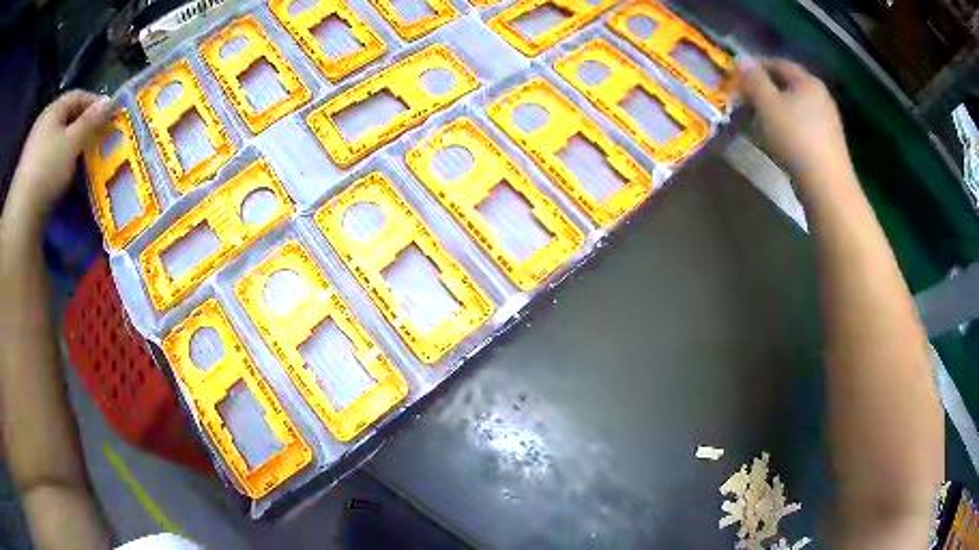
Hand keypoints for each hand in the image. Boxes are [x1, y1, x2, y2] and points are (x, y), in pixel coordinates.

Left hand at [7, 90, 111, 221]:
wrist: (21, 214)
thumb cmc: (47, 170)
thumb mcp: (73, 143)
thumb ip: (90, 121)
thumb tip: (108, 101)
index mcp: (53, 110)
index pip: (78, 95)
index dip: (94, 102)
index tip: (108, 115)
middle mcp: (42, 123)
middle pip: (66, 117)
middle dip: (81, 126)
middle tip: (95, 139)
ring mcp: (33, 148)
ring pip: (56, 139)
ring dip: (69, 146)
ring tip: (80, 160)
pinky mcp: (29, 172)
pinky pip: (48, 158)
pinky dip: (58, 163)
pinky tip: (63, 176)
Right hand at [738, 59, 851, 185]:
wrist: (827, 186)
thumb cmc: (795, 139)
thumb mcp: (767, 104)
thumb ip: (753, 80)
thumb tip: (742, 61)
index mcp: (807, 81)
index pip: (778, 63)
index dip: (756, 67)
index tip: (739, 77)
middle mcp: (821, 96)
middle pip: (789, 85)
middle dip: (767, 89)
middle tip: (748, 100)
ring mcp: (828, 121)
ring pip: (797, 106)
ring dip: (778, 109)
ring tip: (760, 121)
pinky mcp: (829, 143)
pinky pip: (804, 125)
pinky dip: (789, 126)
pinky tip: (780, 139)